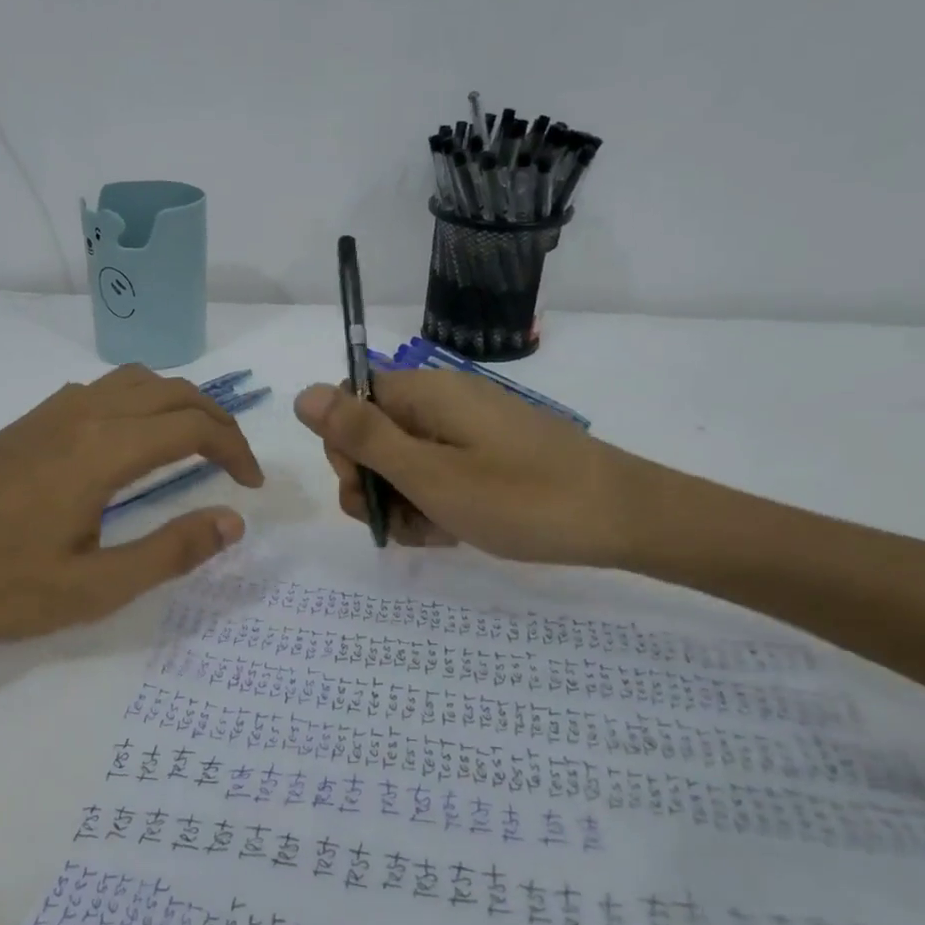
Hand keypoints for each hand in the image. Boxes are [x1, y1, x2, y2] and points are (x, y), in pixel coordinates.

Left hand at [0, 366, 263, 662]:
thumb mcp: (92, 588)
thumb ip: (169, 552)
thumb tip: (233, 522)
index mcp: (102, 450)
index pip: (192, 426)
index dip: (234, 449)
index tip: (250, 486)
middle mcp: (82, 414)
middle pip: (171, 390)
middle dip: (215, 418)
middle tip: (234, 461)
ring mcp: (50, 412)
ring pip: (135, 381)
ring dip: (177, 403)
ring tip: (193, 444)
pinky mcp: (28, 421)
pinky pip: (101, 390)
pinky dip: (140, 401)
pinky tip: (131, 443)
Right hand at [293, 371, 649, 566]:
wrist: (621, 518)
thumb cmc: (519, 496)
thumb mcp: (427, 473)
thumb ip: (362, 435)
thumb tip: (304, 393)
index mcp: (424, 393)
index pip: (352, 401)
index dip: (345, 445)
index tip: (366, 487)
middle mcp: (442, 403)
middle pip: (376, 435)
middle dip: (374, 483)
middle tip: (398, 520)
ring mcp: (469, 431)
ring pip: (407, 464)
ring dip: (404, 502)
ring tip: (434, 532)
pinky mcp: (490, 456)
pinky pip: (441, 475)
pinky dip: (436, 505)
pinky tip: (454, 532)